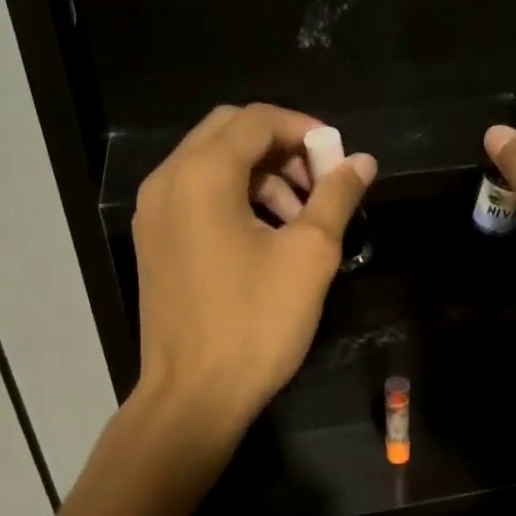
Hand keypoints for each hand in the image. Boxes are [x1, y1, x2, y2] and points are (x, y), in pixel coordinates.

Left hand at [132, 103, 375, 434]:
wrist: (194, 395)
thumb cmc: (256, 324)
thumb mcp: (309, 256)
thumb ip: (336, 197)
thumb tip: (362, 161)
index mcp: (202, 174)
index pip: (257, 119)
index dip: (305, 130)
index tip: (339, 162)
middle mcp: (168, 180)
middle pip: (229, 133)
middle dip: (282, 149)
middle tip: (320, 184)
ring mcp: (154, 213)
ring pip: (212, 165)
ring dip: (261, 176)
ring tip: (301, 218)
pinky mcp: (154, 241)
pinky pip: (197, 196)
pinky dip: (236, 198)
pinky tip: (267, 237)